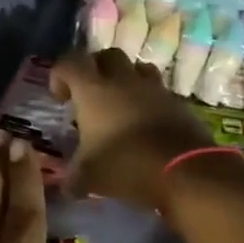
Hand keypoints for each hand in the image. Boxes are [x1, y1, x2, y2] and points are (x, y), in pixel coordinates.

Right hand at [50, 49, 211, 210]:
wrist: (184, 171)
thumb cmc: (126, 165)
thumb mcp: (89, 177)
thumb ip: (75, 177)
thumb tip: (69, 187)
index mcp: (94, 89)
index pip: (70, 63)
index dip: (59, 75)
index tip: (60, 98)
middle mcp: (123, 80)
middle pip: (106, 55)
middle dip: (95, 68)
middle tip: (90, 93)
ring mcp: (154, 88)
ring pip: (137, 67)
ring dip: (126, 79)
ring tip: (121, 102)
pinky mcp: (177, 102)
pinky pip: (159, 91)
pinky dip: (150, 100)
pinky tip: (147, 122)